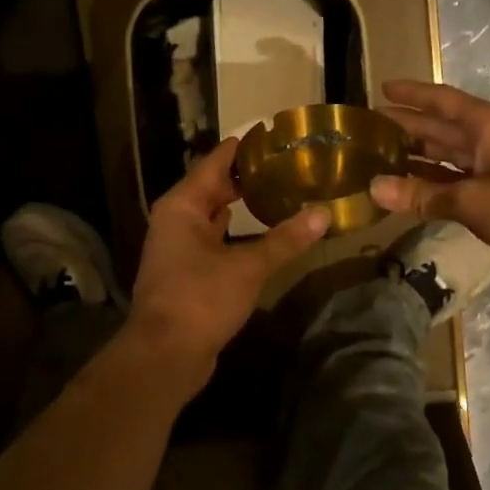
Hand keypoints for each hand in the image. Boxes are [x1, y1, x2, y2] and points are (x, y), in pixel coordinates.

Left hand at [129, 137, 329, 368]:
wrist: (165, 355)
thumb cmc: (200, 299)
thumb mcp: (248, 267)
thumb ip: (285, 239)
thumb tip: (324, 214)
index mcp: (182, 206)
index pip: (214, 163)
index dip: (242, 148)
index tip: (272, 134)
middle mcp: (175, 221)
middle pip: (212, 187)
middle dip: (245, 176)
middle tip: (285, 163)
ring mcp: (178, 248)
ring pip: (212, 215)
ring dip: (239, 204)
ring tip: (277, 191)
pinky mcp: (186, 273)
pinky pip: (213, 240)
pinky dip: (235, 232)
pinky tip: (259, 231)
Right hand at [370, 80, 489, 293]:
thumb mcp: (473, 202)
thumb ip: (422, 195)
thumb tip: (373, 188)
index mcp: (487, 126)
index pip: (442, 101)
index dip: (412, 94)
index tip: (382, 87)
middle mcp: (489, 140)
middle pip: (440, 127)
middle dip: (406, 125)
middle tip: (366, 128)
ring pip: (446, 155)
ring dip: (415, 156)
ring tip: (377, 157)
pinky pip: (455, 180)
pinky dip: (431, 183)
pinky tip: (406, 189)